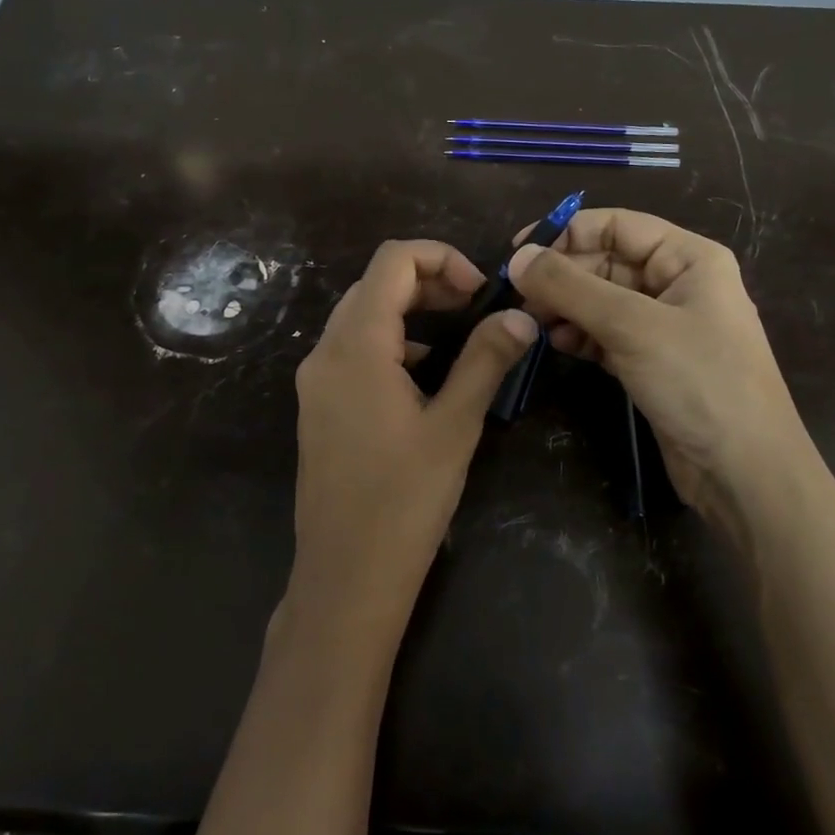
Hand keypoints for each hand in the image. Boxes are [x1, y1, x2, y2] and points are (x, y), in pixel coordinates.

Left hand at [290, 240, 536, 638]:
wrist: (346, 577)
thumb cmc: (404, 500)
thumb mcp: (455, 425)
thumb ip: (486, 361)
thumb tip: (519, 317)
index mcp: (356, 345)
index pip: (392, 260)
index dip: (441, 258)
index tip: (479, 290)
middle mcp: (325, 352)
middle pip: (374, 284)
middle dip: (428, 281)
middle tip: (474, 306)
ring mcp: (315, 381)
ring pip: (361, 316)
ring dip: (409, 311)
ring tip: (456, 336)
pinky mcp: (317, 407)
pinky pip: (352, 350)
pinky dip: (389, 342)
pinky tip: (422, 375)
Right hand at [507, 209, 820, 541]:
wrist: (744, 472)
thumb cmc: (698, 382)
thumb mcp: (631, 326)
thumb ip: (570, 287)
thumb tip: (517, 257)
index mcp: (688, 259)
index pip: (617, 225)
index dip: (566, 232)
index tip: (517, 251)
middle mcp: (677, 284)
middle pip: (606, 262)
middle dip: (561, 275)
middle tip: (517, 295)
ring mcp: (664, 326)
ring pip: (601, 300)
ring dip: (565, 306)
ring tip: (531, 321)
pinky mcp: (651, 362)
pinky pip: (605, 334)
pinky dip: (580, 335)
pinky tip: (555, 343)